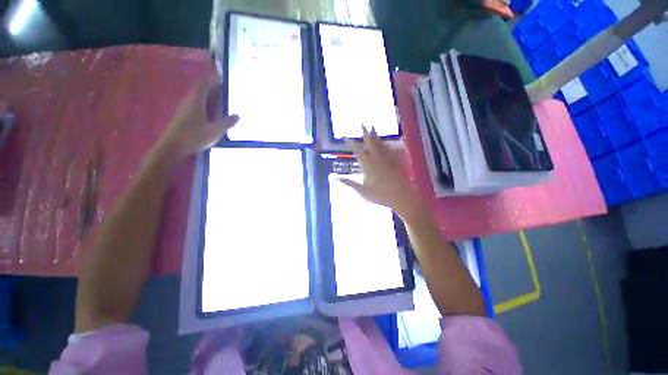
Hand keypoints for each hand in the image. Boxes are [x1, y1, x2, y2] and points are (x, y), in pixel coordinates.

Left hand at [150, 77, 239, 165]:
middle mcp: (189, 102)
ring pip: (198, 96)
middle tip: (225, 87)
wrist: (172, 147)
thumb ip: (226, 123)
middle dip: (212, 86)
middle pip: (200, 89)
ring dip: (208, 94)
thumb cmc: (193, 137)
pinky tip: (211, 109)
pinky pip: (196, 103)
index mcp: (196, 102)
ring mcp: (185, 109)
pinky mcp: (184, 116)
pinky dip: (205, 102)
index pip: (204, 85)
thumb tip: (238, 115)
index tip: (223, 77)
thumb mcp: (214, 131)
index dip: (213, 80)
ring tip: (220, 96)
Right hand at [341, 127, 420, 217]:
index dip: (350, 143)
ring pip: (380, 144)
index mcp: (368, 165)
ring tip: (373, 127)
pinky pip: (391, 150)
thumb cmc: (380, 195)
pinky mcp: (396, 162)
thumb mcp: (362, 191)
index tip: (345, 136)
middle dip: (365, 133)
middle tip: (362, 124)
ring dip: (376, 135)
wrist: (400, 196)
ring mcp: (387, 159)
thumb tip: (337, 178)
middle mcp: (377, 158)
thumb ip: (350, 183)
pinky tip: (388, 143)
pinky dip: (388, 145)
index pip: (357, 150)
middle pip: (370, 142)